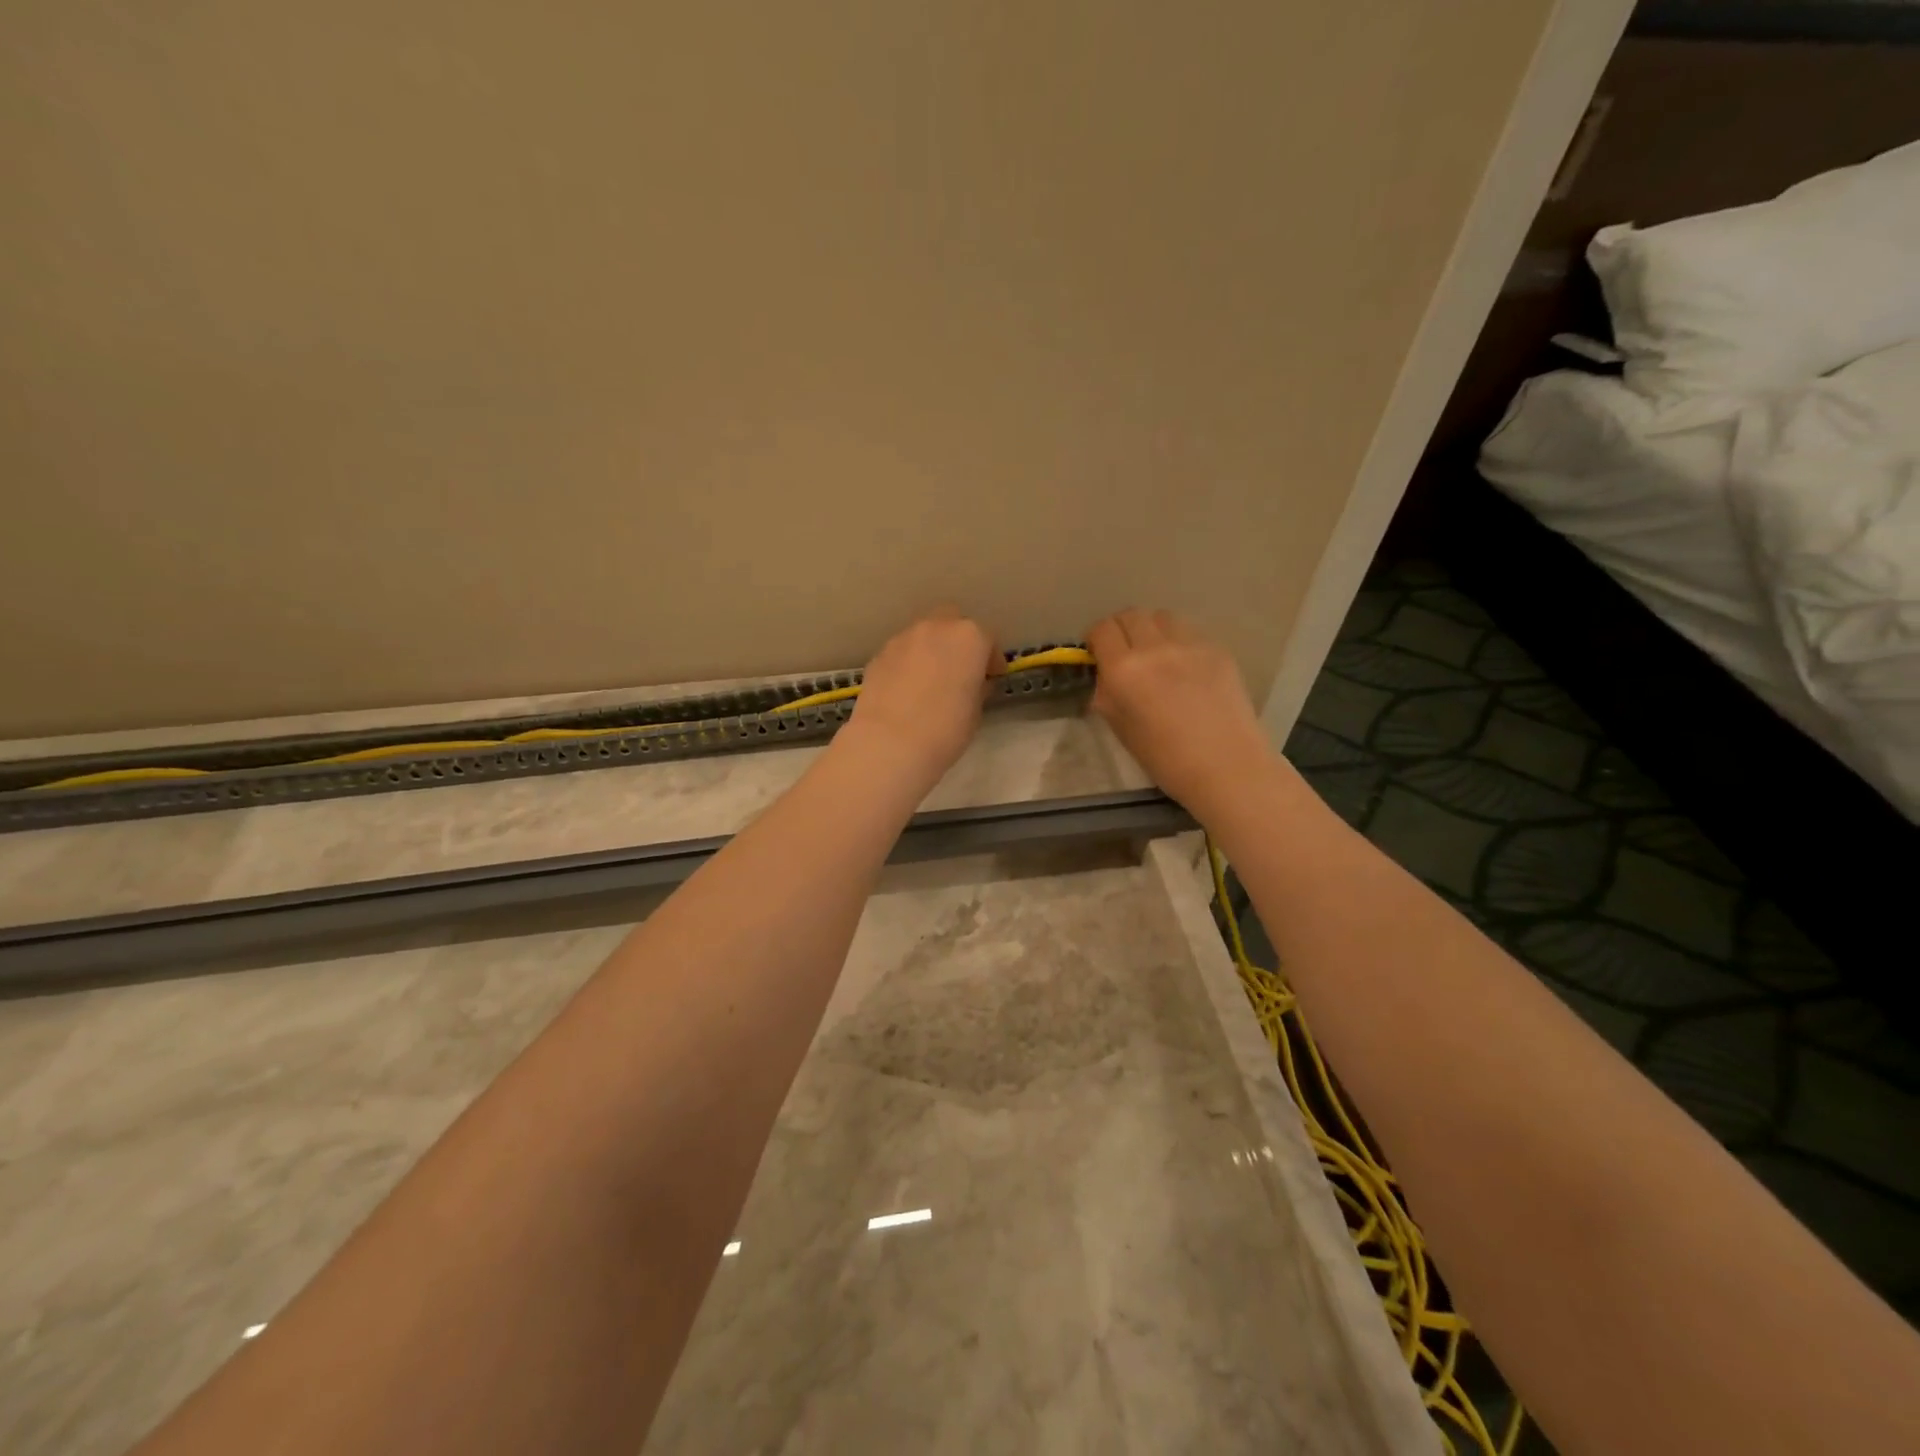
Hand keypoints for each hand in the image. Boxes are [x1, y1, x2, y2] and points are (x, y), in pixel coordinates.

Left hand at [844, 610, 1000, 789]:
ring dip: (931, 651)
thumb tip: (972, 683)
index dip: (992, 661)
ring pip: (924, 636)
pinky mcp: (878, 655)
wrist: (889, 744)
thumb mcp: (975, 712)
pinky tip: (907, 690)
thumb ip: (977, 688)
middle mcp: (935, 628)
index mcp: (969, 638)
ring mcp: (903, 639)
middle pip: (953, 623)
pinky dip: (908, 664)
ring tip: (931, 681)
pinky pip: (902, 653)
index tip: (991, 679)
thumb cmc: (945, 729)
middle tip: (961, 670)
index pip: (988, 640)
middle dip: (959, 641)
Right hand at [1087, 609, 1277, 818]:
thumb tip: (1106, 678)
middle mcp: (1155, 647)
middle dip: (1121, 629)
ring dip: (1151, 630)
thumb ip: (1107, 695)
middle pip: (1131, 615)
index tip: (1097, 654)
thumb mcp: (1121, 729)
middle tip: (1123, 652)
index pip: (1102, 630)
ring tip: (1155, 654)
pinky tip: (1185, 668)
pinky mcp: (1217, 650)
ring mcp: (1190, 645)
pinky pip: (1189, 632)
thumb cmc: (1166, 759)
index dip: (1095, 639)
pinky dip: (1178, 642)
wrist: (1226, 767)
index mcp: (1124, 670)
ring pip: (1162, 617)